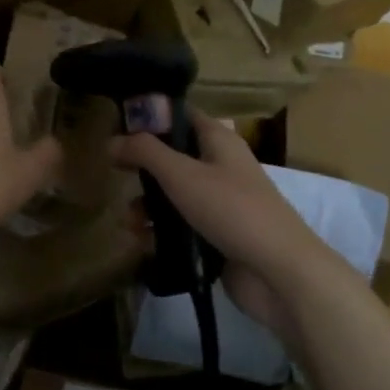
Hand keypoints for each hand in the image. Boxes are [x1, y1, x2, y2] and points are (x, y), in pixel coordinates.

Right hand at [111, 110, 347, 336]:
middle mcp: (221, 166)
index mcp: (219, 141)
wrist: (279, 273)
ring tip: (129, 221)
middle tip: (115, 173)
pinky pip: (182, 226)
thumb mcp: (181, 174)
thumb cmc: (231, 210)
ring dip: (148, 204)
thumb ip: (144, 153)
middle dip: (143, 167)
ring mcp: (221, 203)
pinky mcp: (218, 236)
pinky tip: (142, 242)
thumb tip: (110, 141)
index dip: (150, 117)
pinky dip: (161, 231)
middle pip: (174, 156)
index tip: (118, 127)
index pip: (181, 116)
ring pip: (175, 194)